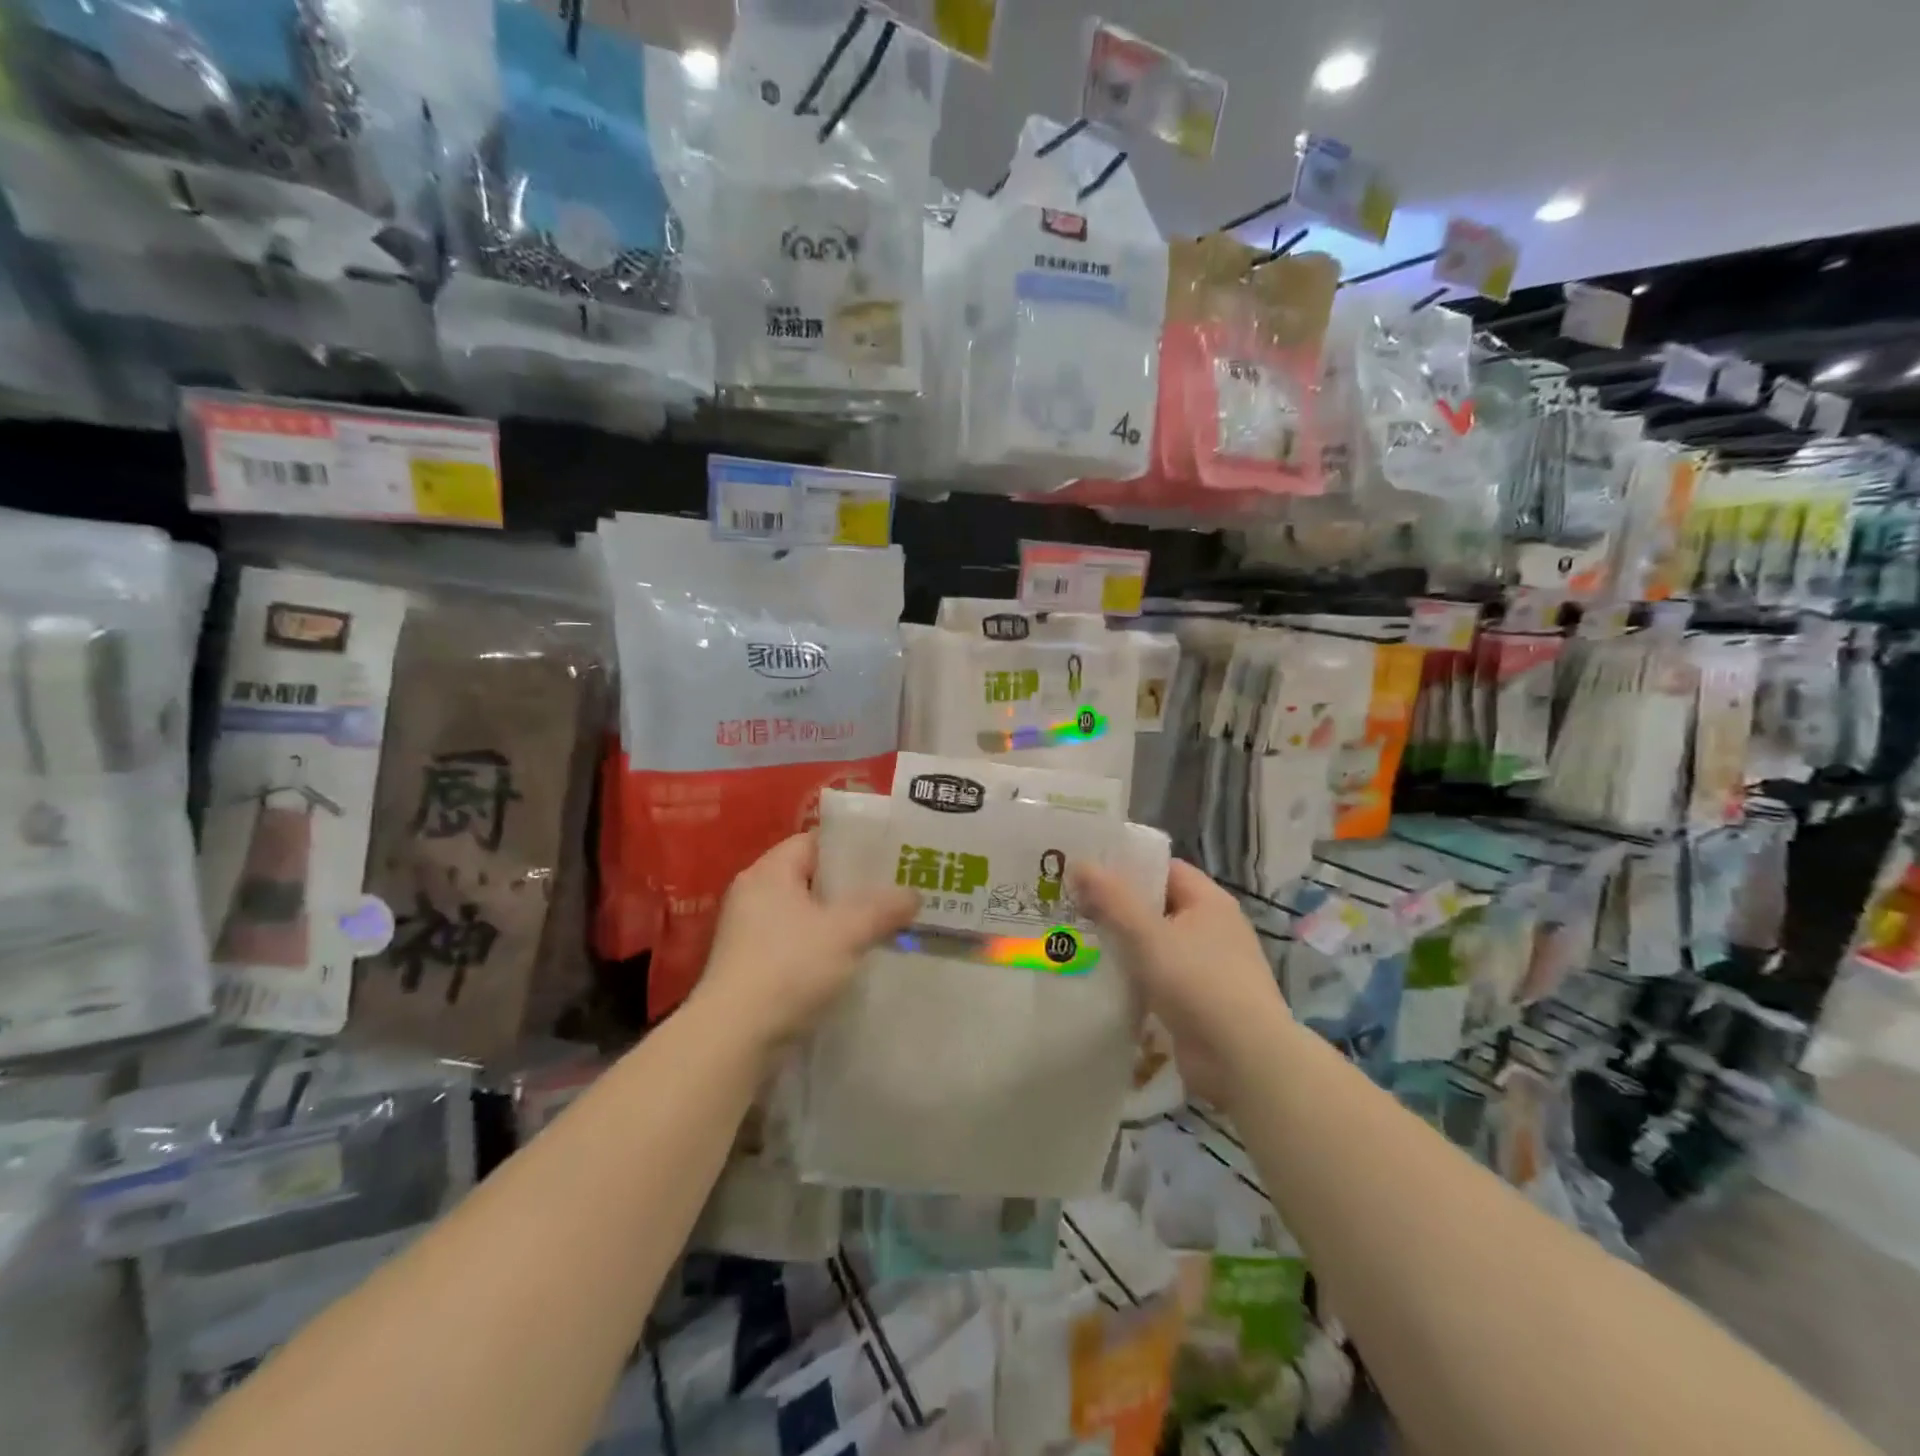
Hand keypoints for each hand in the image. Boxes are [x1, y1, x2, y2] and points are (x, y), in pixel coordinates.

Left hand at [695, 832, 918, 1051]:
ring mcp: (749, 934)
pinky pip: (797, 945)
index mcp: (769, 872)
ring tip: (882, 927)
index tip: (888, 859)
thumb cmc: (789, 968)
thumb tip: (913, 893)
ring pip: (806, 915)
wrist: (734, 1039)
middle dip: (852, 888)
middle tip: (894, 892)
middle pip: (811, 879)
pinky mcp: (752, 968)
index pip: (814, 842)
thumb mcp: (846, 932)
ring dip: (840, 922)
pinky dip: (823, 949)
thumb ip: (883, 908)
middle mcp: (754, 895)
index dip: (852, 847)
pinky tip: (853, 962)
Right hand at [1071, 859, 1289, 1105]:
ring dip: (1122, 945)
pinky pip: (1158, 978)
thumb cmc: (1199, 984)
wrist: (1244, 1061)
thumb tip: (1079, 863)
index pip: (1165, 869)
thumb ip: (1112, 899)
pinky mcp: (1198, 1002)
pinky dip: (1133, 977)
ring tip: (1074, 940)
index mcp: (1209, 902)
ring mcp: (1207, 967)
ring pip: (1155, 945)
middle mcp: (1212, 928)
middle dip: (1117, 907)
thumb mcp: (1148, 935)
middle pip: (1157, 906)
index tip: (1087, 870)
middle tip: (1071, 905)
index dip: (1128, 867)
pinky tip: (1099, 980)